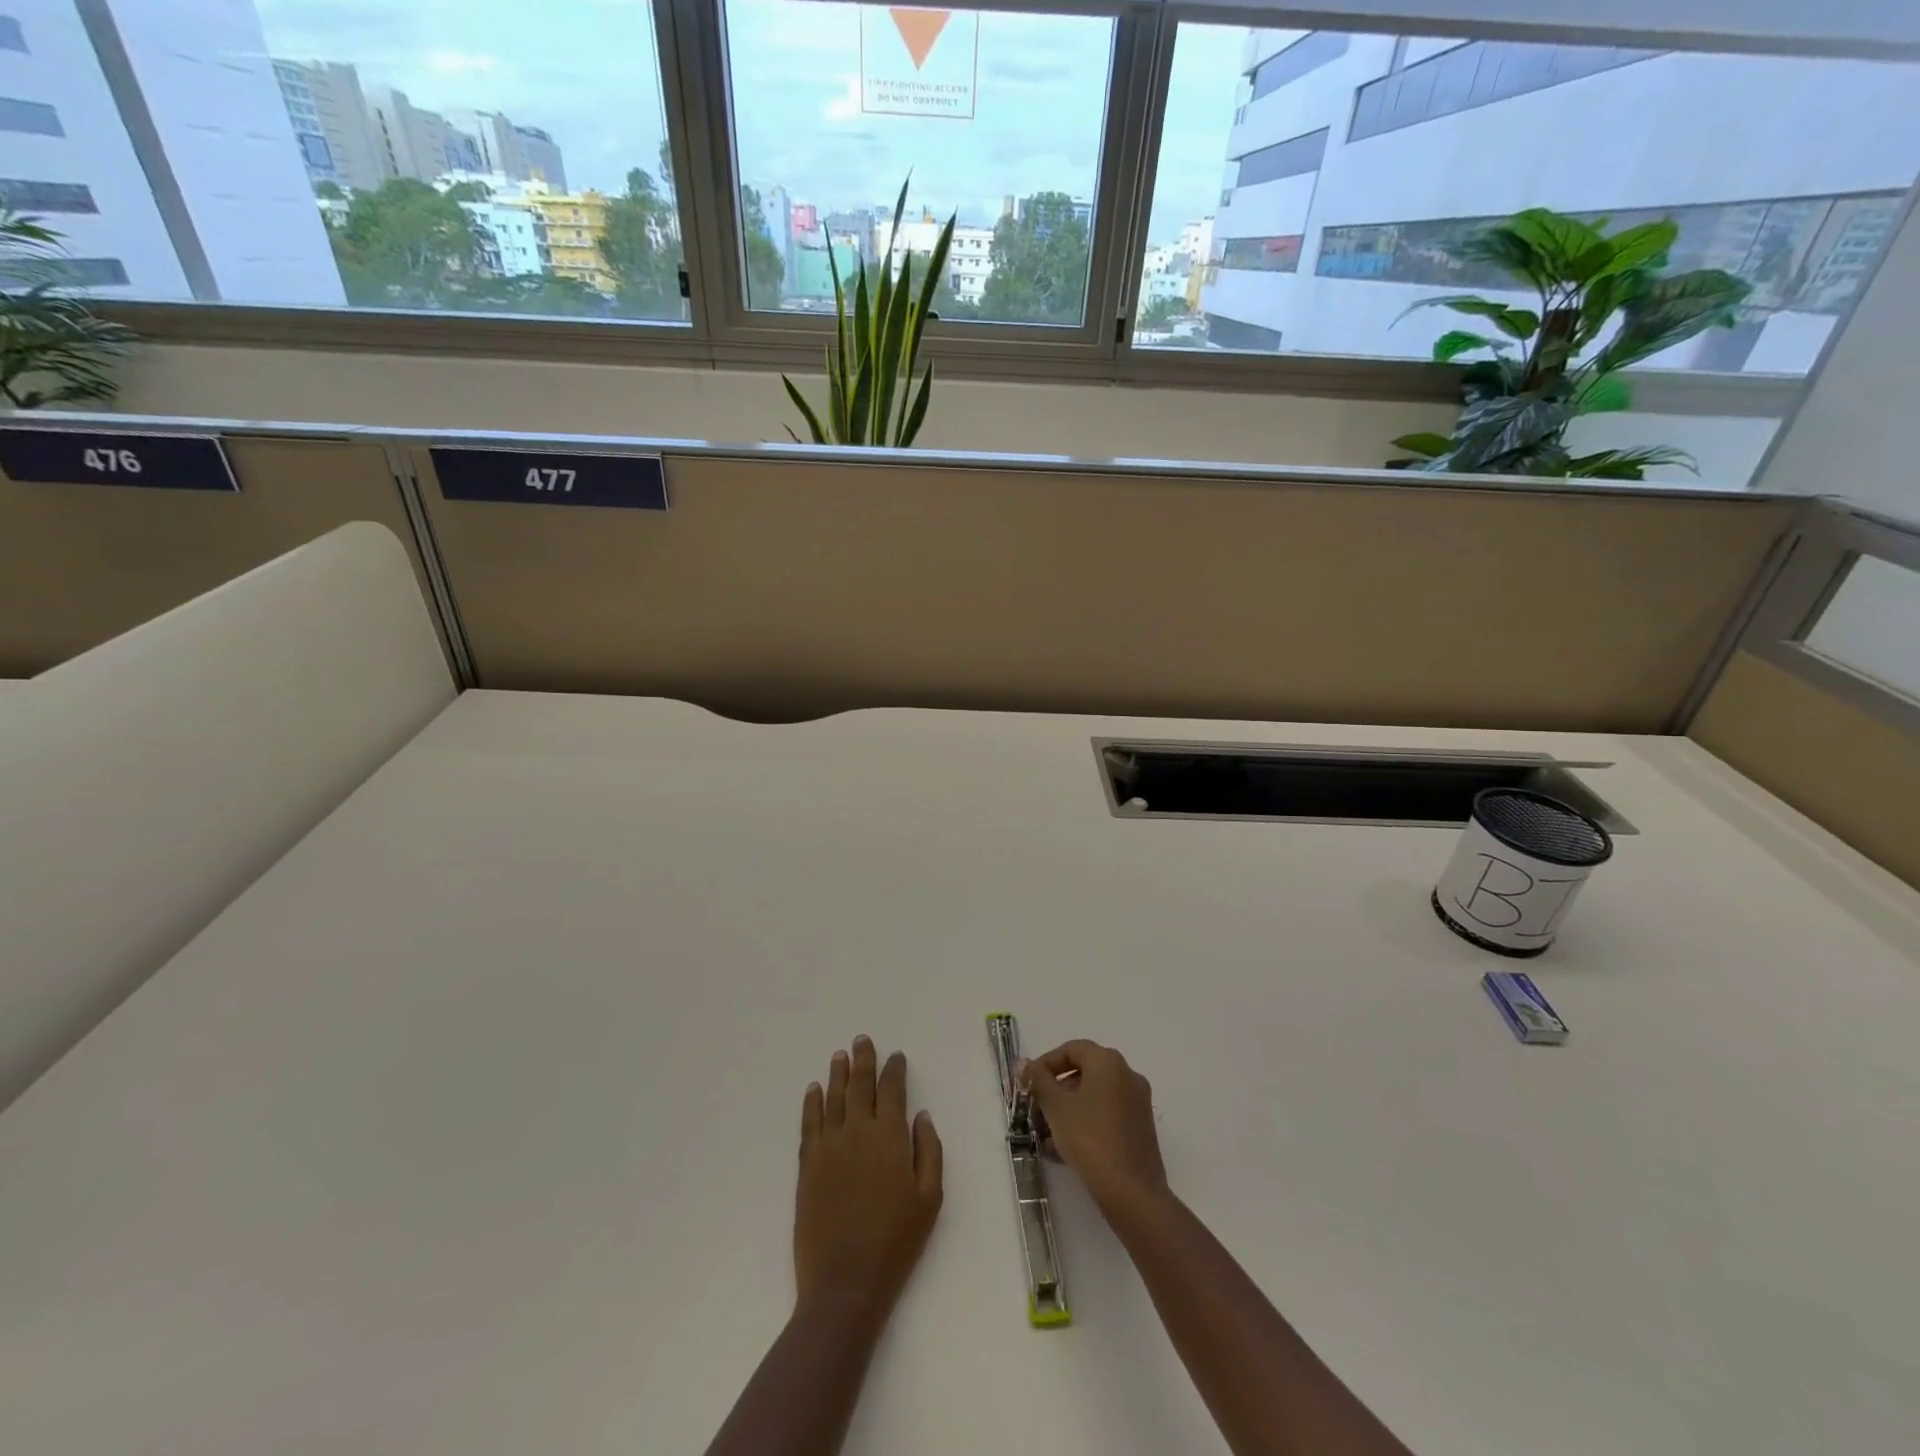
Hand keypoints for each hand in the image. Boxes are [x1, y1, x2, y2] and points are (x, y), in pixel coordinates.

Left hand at [795, 1035, 943, 1324]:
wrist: (845, 1283)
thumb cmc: (896, 1242)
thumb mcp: (930, 1198)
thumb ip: (929, 1150)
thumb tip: (921, 1115)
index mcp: (891, 1137)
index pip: (892, 1090)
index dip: (894, 1070)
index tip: (896, 1056)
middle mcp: (858, 1131)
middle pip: (860, 1085)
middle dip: (863, 1060)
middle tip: (862, 1040)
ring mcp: (829, 1146)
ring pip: (833, 1098)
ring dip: (837, 1074)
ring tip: (840, 1055)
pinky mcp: (808, 1165)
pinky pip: (809, 1123)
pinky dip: (812, 1103)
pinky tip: (814, 1089)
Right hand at [1020, 1039, 1167, 1215]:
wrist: (1132, 1193)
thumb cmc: (1090, 1140)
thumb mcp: (1056, 1108)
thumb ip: (1039, 1081)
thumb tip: (1024, 1064)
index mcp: (1108, 1062)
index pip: (1072, 1049)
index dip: (1046, 1063)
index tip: (1028, 1084)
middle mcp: (1127, 1074)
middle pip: (1084, 1071)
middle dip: (1056, 1089)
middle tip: (1035, 1109)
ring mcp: (1137, 1102)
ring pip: (1095, 1095)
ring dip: (1068, 1108)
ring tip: (1045, 1133)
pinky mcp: (1140, 1127)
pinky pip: (1107, 1113)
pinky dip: (1085, 1121)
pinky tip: (1065, 1147)